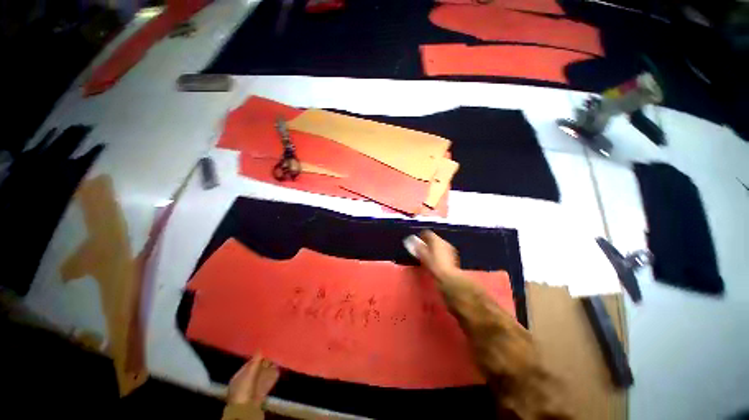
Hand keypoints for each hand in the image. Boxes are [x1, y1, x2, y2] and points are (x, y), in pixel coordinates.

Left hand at [227, 354, 280, 405]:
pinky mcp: (262, 391)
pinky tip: (278, 370)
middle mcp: (247, 380)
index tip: (266, 349)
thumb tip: (259, 348)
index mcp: (240, 375)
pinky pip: (268, 381)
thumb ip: (255, 361)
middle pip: (257, 368)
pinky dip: (273, 375)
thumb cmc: (243, 390)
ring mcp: (254, 386)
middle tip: (274, 353)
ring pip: (263, 374)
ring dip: (270, 368)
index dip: (257, 357)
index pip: (249, 363)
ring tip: (278, 360)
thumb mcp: (248, 374)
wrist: (246, 409)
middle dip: (265, 362)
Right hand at [414, 230, 461, 280]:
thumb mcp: (423, 256)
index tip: (417, 241)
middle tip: (422, 248)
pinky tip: (437, 259)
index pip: (427, 233)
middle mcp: (443, 241)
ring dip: (434, 247)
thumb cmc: (434, 265)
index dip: (421, 236)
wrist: (449, 276)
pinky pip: (444, 250)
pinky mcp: (454, 255)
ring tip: (429, 255)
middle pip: (434, 238)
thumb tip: (413, 241)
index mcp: (435, 239)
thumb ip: (418, 247)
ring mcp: (450, 247)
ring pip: (439, 244)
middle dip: (428, 242)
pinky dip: (440, 252)